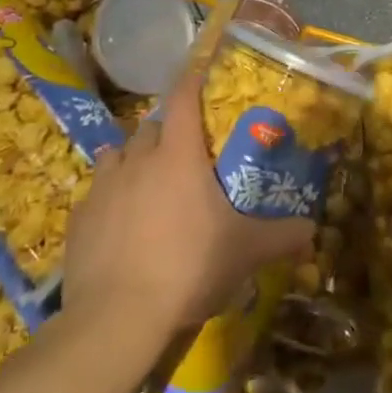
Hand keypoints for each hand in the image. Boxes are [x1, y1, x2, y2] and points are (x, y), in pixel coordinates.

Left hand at [62, 67, 313, 335]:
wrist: (116, 320)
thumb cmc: (188, 267)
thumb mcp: (246, 252)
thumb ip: (283, 236)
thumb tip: (314, 230)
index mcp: (178, 155)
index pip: (183, 98)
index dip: (192, 80)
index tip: (200, 73)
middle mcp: (138, 160)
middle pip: (150, 127)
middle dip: (166, 132)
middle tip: (185, 153)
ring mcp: (102, 188)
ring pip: (116, 155)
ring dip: (132, 160)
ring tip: (147, 183)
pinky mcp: (77, 220)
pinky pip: (95, 194)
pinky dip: (108, 199)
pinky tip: (119, 225)